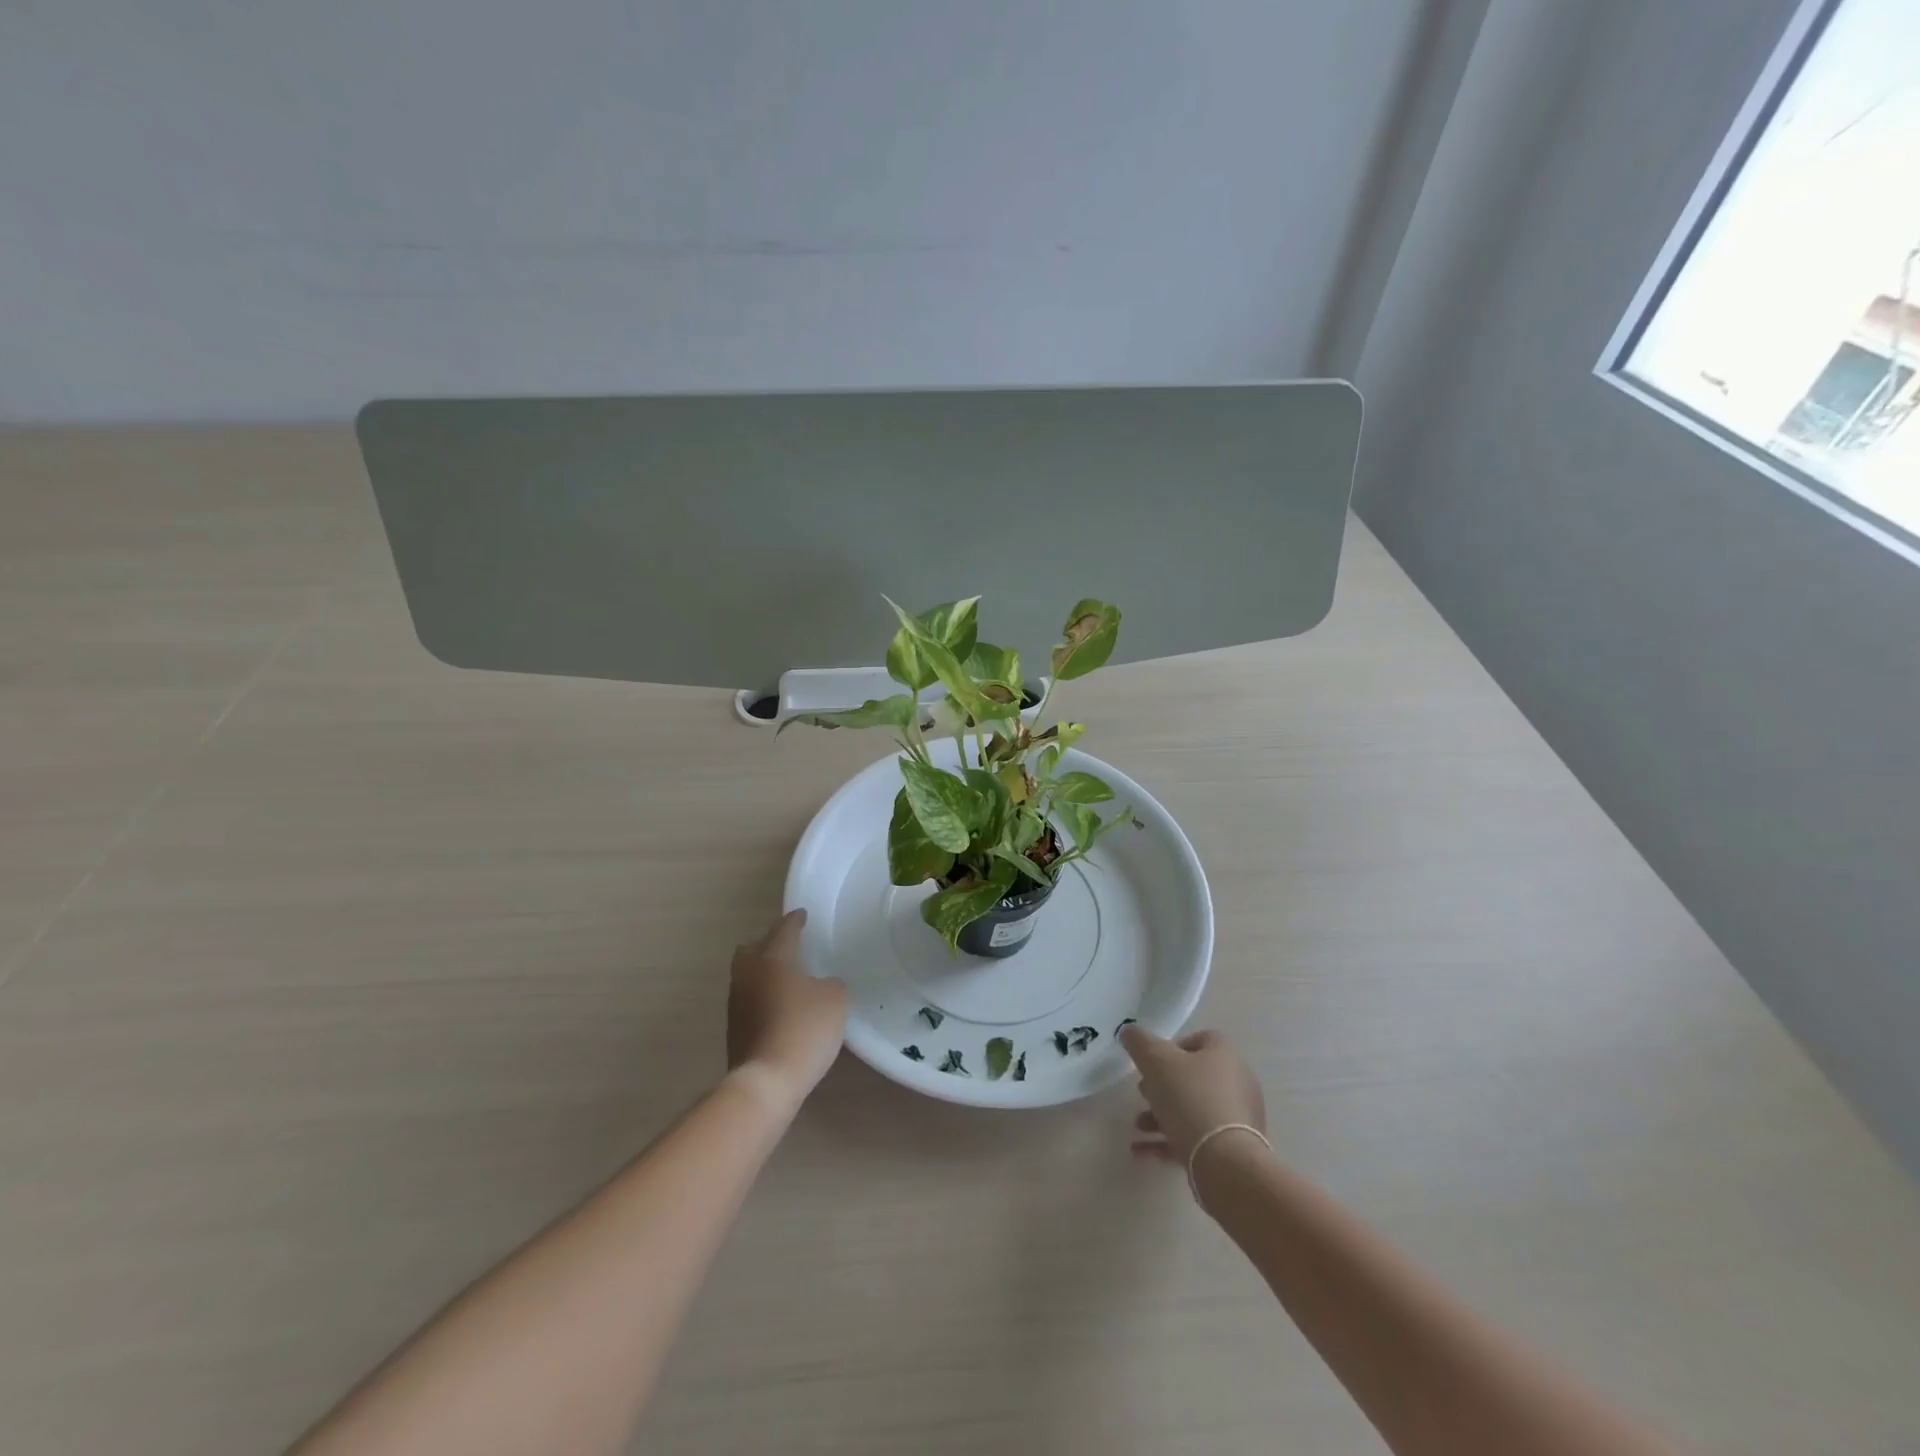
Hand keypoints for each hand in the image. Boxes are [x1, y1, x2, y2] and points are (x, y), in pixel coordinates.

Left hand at [727, 909, 848, 1105]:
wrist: (766, 1081)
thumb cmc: (804, 1028)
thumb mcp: (835, 999)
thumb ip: (831, 984)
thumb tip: (821, 986)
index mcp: (772, 958)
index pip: (783, 930)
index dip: (795, 921)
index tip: (802, 915)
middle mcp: (748, 975)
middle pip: (751, 949)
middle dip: (766, 944)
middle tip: (787, 947)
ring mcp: (737, 1004)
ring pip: (747, 976)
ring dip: (763, 973)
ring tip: (786, 979)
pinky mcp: (734, 1031)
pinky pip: (749, 1002)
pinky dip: (762, 998)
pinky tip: (780, 1008)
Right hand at [1121, 1026, 1266, 1166]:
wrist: (1226, 1162)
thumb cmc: (1190, 1099)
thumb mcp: (1155, 1061)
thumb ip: (1139, 1042)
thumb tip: (1129, 1031)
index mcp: (1224, 1054)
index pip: (1198, 1040)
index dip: (1171, 1048)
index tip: (1151, 1064)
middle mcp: (1237, 1082)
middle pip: (1193, 1077)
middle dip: (1162, 1087)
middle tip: (1143, 1094)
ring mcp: (1238, 1118)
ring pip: (1194, 1110)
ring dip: (1161, 1116)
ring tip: (1138, 1127)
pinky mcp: (1234, 1149)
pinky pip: (1198, 1138)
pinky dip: (1170, 1142)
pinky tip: (1142, 1152)